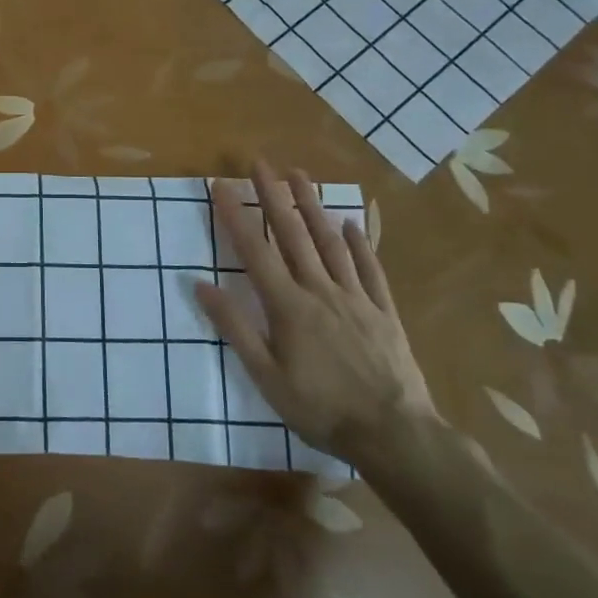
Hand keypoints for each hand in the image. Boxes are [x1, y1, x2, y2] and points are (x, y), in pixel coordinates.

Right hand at [195, 160, 434, 463]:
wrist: (395, 434)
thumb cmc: (321, 409)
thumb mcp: (266, 376)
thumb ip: (235, 328)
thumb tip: (201, 285)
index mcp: (287, 306)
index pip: (253, 251)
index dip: (234, 216)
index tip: (220, 185)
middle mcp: (320, 291)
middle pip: (293, 235)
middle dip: (273, 196)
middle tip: (260, 164)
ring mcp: (356, 298)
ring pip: (330, 242)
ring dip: (312, 206)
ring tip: (300, 176)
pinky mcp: (383, 311)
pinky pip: (369, 269)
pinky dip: (359, 243)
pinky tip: (351, 223)